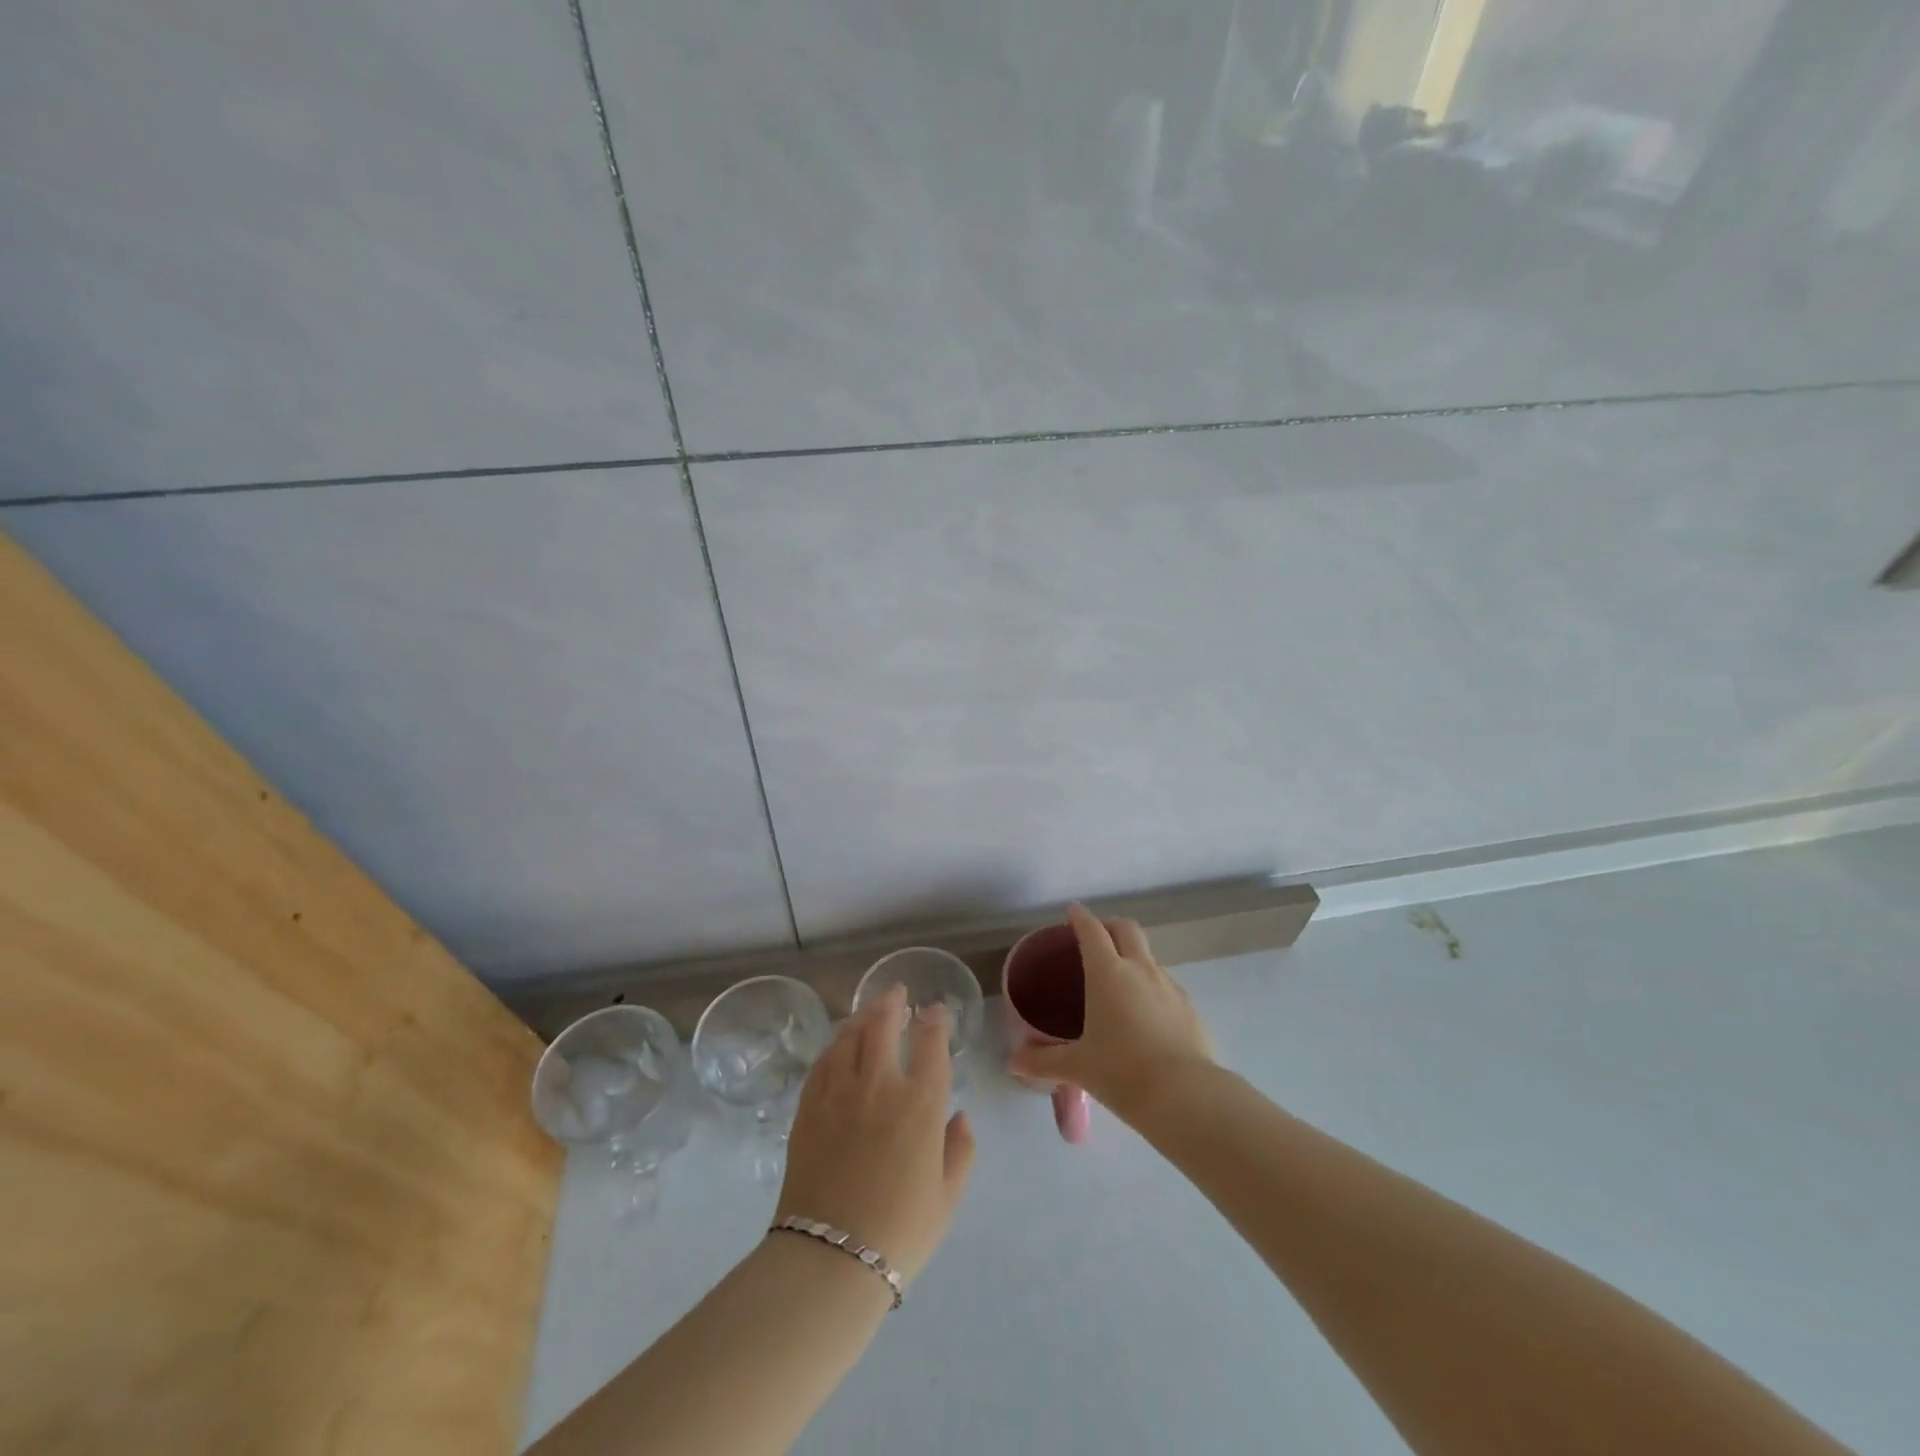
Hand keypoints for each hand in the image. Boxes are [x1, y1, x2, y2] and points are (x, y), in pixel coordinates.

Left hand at [775, 985, 976, 1284]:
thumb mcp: (947, 1197)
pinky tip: (838, 1045)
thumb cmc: (900, 1231)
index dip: (935, 1020)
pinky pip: (822, 1062)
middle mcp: (880, 1084)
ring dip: (862, 1017)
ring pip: (849, 1036)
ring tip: (869, 1011)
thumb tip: (960, 1116)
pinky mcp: (809, 1107)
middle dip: (892, 1002)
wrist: (831, 1258)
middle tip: (896, 992)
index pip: (930, 1043)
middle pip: (883, 1025)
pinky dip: (834, 1045)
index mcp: (921, 1103)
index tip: (936, 1010)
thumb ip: (960, 1150)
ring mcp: (839, 1092)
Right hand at [1010, 903, 1214, 1123]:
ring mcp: (1169, 986)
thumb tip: (1013, 1063)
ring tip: (1119, 983)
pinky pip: (1166, 986)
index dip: (1080, 917)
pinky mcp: (1190, 1008)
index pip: (1092, 930)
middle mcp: (1140, 970)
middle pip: (1127, 929)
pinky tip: (1145, 1016)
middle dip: (1110, 925)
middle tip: (1097, 938)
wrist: (1186, 1096)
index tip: (1073, 911)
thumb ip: (1044, 1061)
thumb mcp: (1078, 1067)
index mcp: (1108, 973)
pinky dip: (1152, 988)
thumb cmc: (1122, 1072)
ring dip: (1133, 957)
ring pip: (1149, 957)